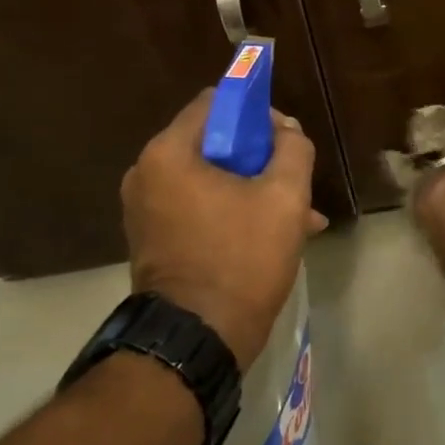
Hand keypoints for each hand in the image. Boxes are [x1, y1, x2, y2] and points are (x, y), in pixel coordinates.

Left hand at [120, 91, 327, 370]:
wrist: (196, 343)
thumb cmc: (240, 259)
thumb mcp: (285, 196)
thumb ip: (293, 148)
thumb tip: (286, 131)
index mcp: (168, 153)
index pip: (216, 102)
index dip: (257, 112)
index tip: (286, 138)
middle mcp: (146, 174)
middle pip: (215, 142)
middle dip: (261, 157)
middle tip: (295, 181)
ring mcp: (146, 210)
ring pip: (211, 178)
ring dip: (253, 189)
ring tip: (298, 216)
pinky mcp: (153, 240)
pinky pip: (199, 207)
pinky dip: (233, 212)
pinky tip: (276, 235)